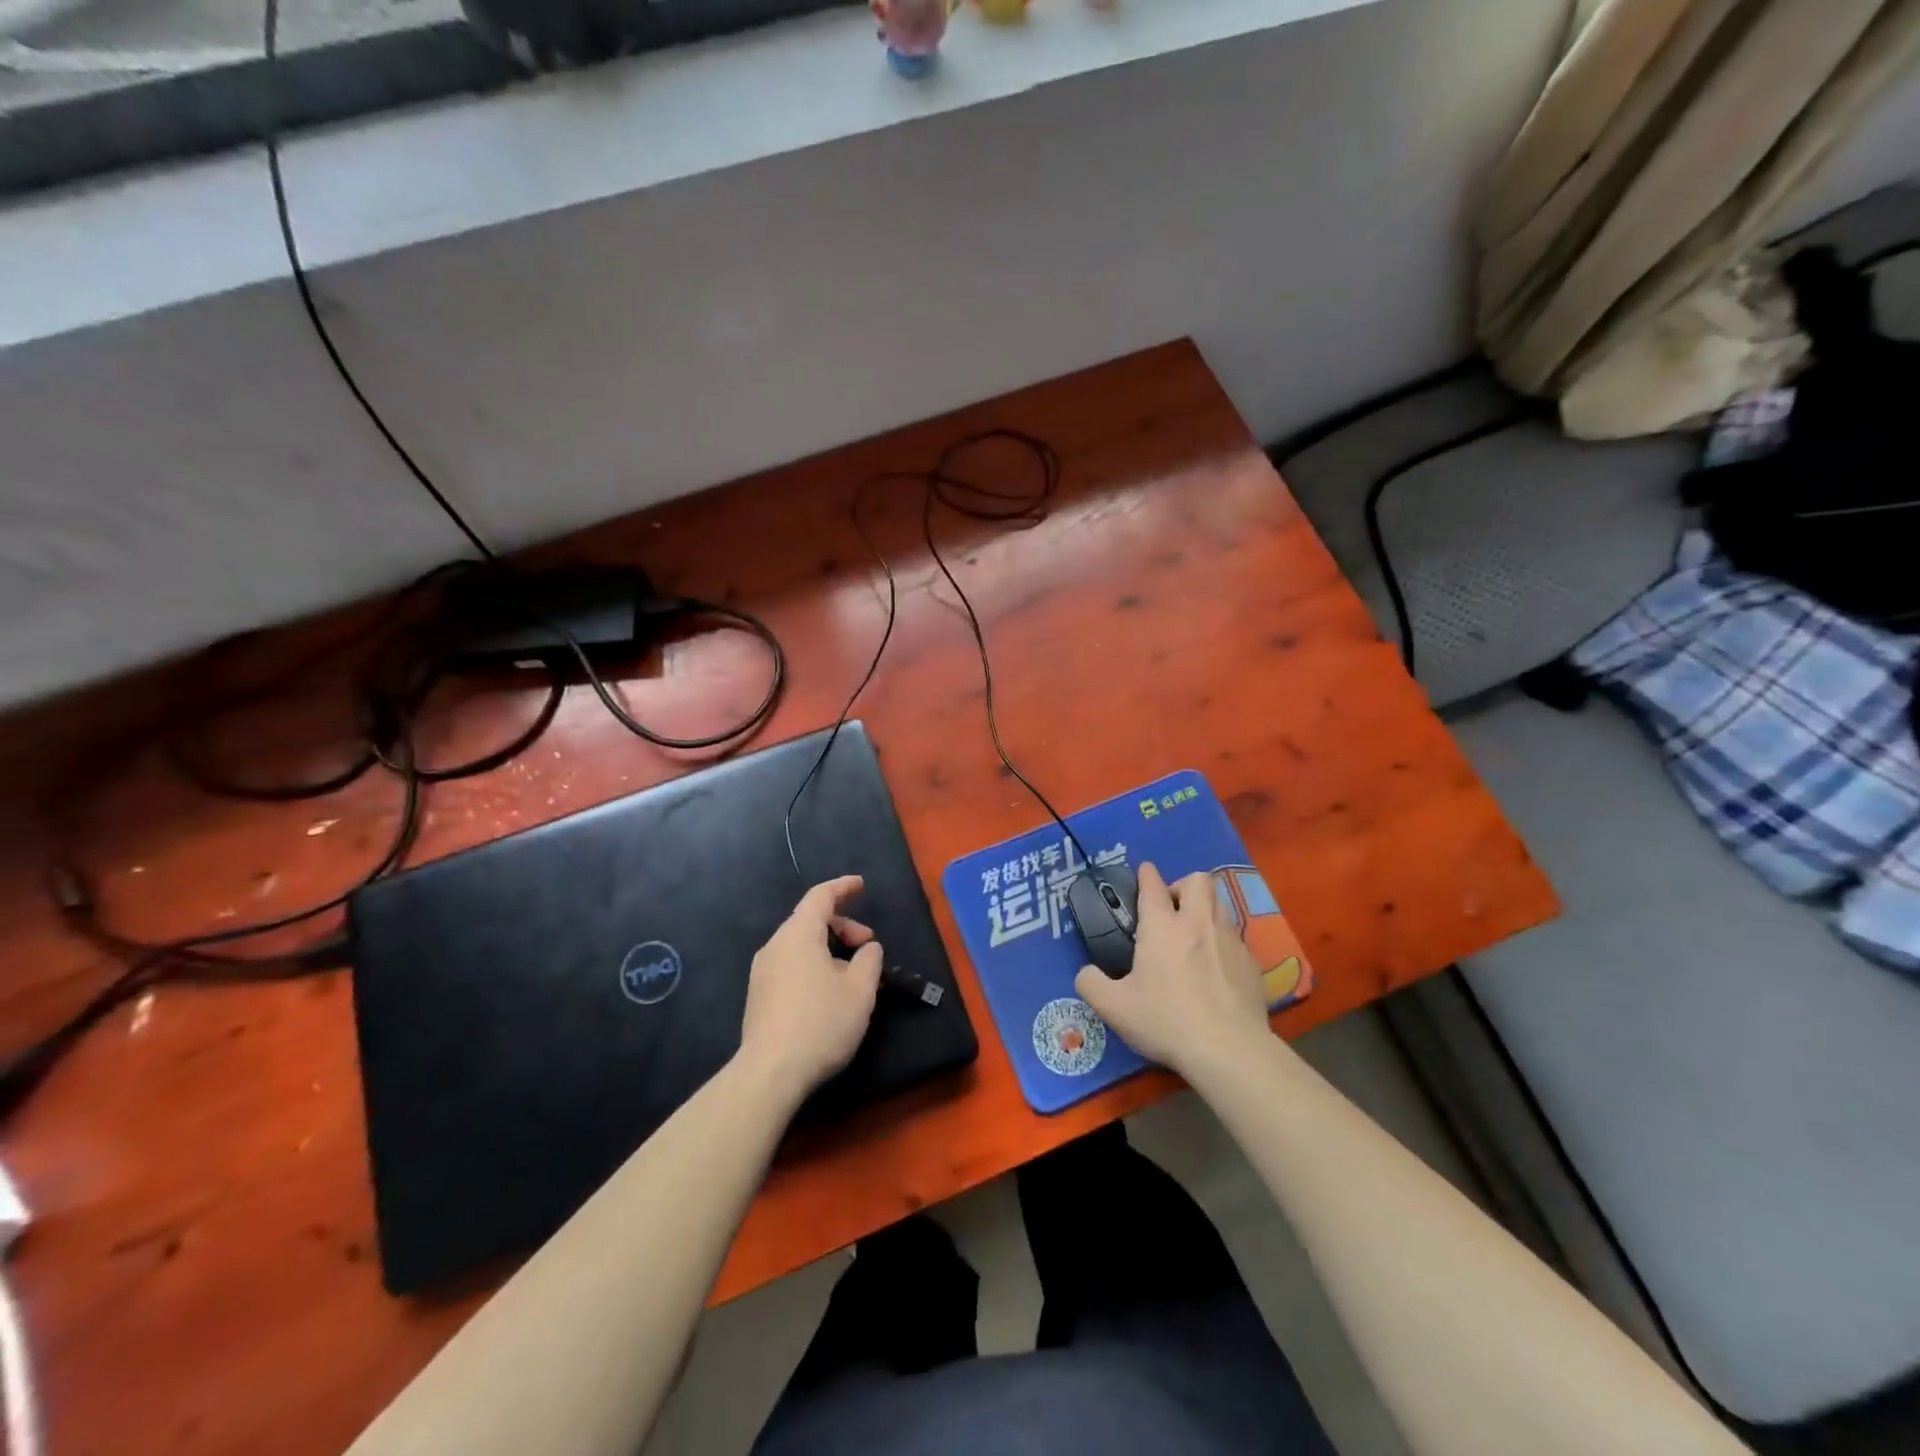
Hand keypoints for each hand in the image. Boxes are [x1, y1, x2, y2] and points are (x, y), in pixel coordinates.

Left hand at [738, 876, 882, 1106]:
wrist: (770, 1073)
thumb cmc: (821, 1022)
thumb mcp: (860, 989)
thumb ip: (869, 959)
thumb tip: (867, 948)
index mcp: (798, 934)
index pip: (820, 896)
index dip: (843, 887)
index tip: (861, 885)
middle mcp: (775, 946)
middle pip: (810, 920)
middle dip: (842, 925)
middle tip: (867, 944)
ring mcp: (762, 972)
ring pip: (800, 945)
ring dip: (828, 948)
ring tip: (852, 973)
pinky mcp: (758, 996)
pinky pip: (790, 965)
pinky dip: (813, 964)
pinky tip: (828, 992)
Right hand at [1074, 862, 1270, 1079]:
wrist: (1229, 1050)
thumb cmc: (1166, 1020)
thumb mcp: (1114, 1007)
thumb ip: (1091, 984)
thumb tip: (1086, 974)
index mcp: (1162, 926)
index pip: (1153, 884)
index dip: (1146, 874)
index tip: (1144, 872)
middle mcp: (1198, 923)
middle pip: (1198, 880)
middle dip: (1183, 885)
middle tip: (1172, 910)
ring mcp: (1230, 941)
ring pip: (1221, 904)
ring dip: (1205, 910)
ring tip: (1193, 935)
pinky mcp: (1252, 963)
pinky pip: (1236, 938)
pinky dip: (1222, 942)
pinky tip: (1216, 969)